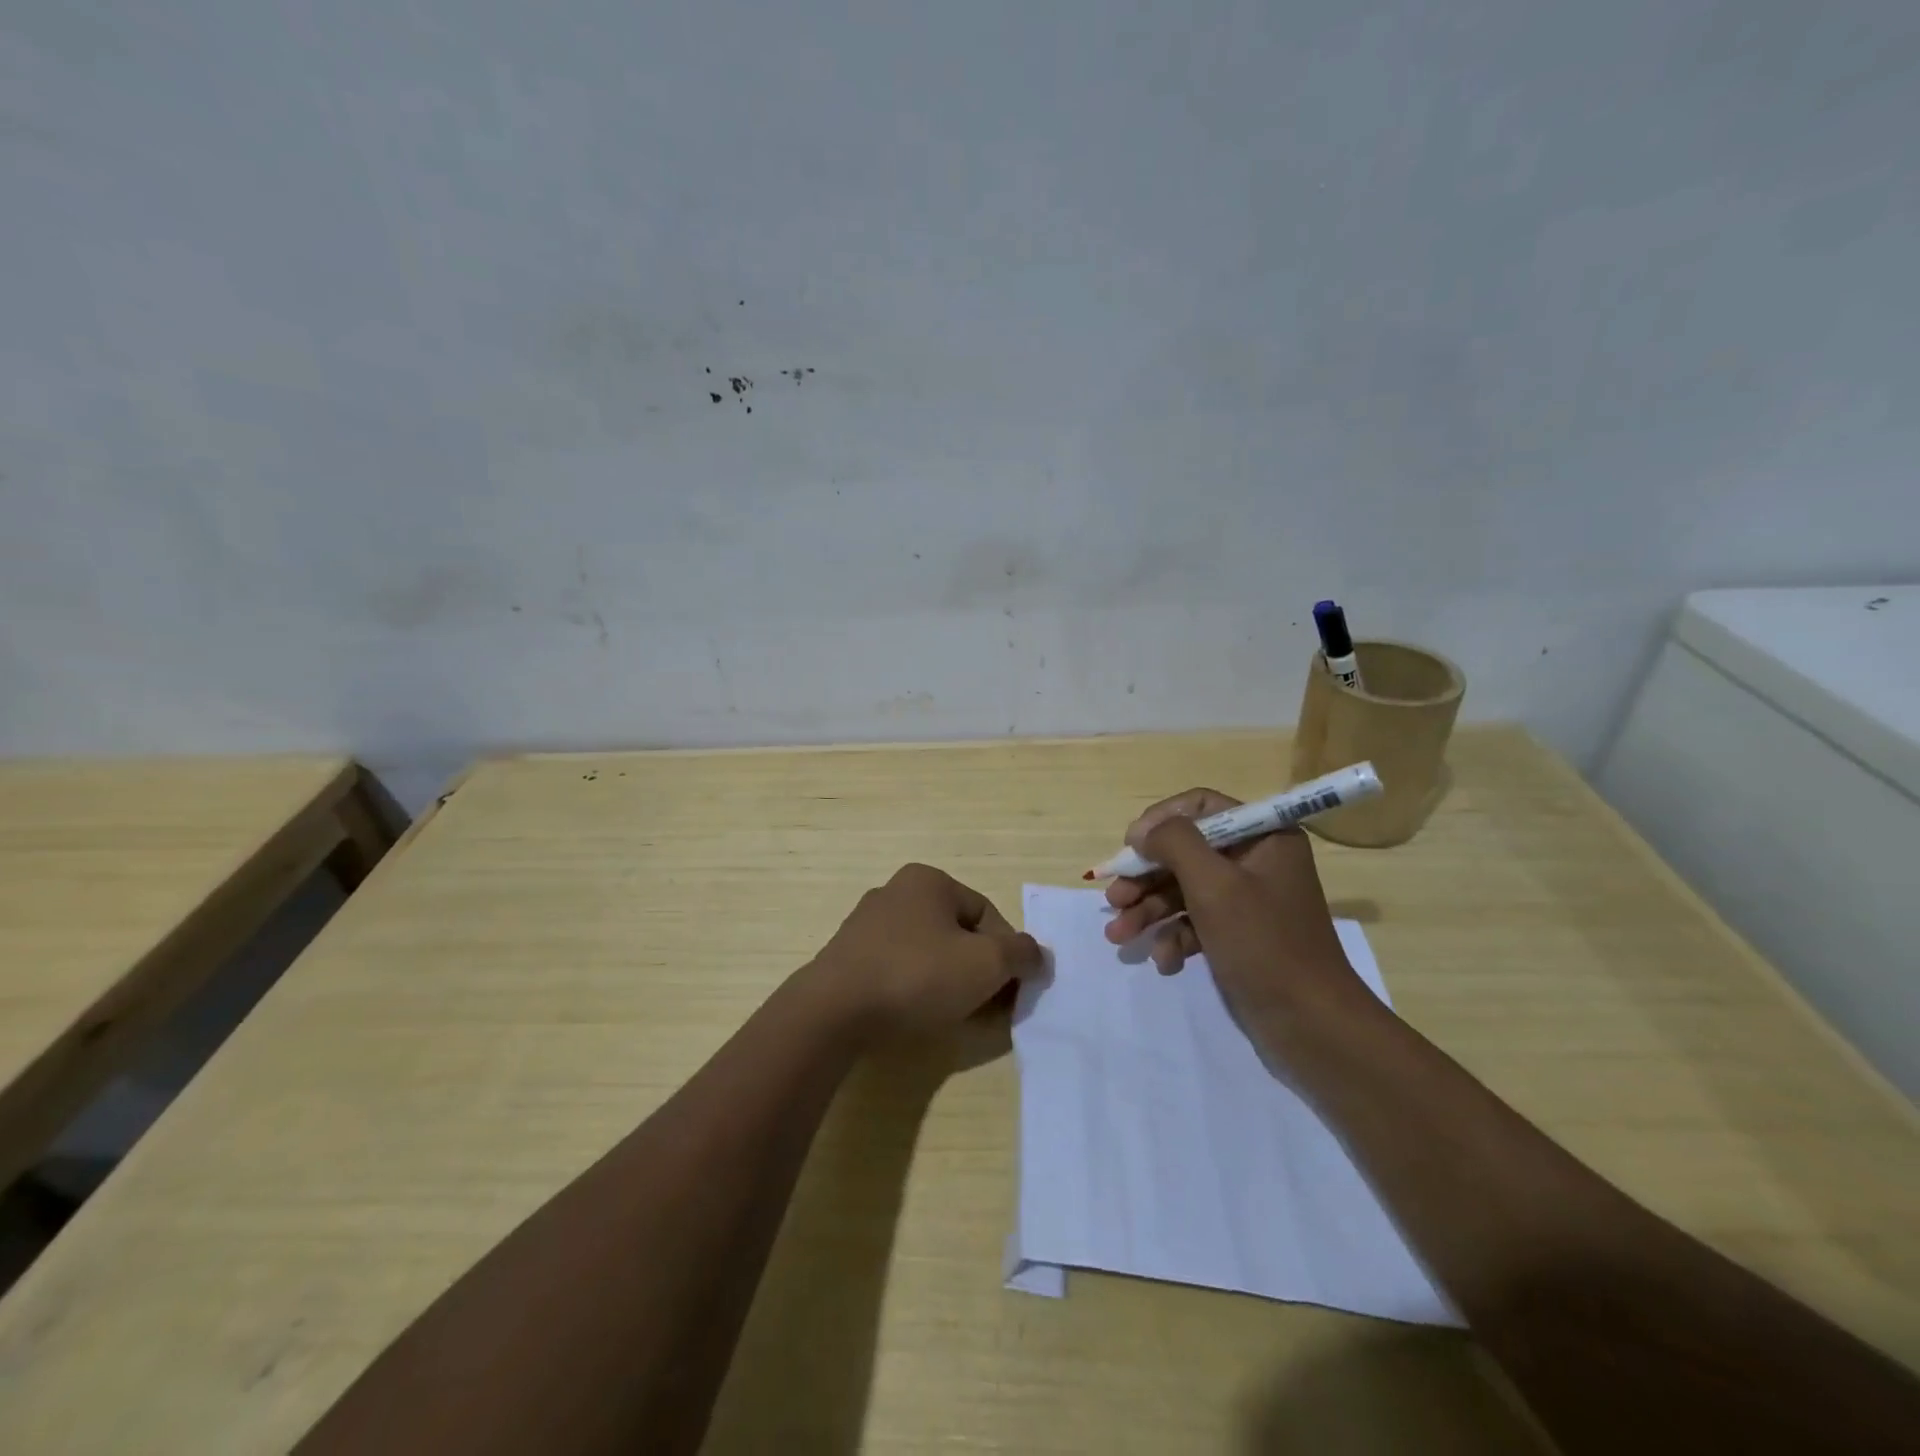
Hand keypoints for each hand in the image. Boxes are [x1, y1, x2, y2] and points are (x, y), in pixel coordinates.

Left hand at [807, 863, 1043, 1036]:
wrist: (834, 1010)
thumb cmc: (916, 975)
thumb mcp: (986, 964)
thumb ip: (1021, 954)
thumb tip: (1037, 955)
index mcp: (928, 880)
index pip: (986, 914)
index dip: (1007, 954)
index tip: (1012, 991)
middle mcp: (896, 891)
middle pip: (957, 933)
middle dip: (978, 969)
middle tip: (988, 1006)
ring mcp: (866, 924)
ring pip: (927, 952)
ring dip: (949, 981)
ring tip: (955, 1015)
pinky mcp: (848, 956)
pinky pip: (897, 968)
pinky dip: (915, 988)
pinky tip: (917, 1014)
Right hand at [1103, 789, 1370, 1029]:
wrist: (1312, 1025)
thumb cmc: (1264, 944)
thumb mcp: (1215, 885)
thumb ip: (1175, 844)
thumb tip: (1143, 830)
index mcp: (1263, 836)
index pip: (1200, 807)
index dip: (1160, 822)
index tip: (1130, 848)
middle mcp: (1255, 860)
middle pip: (1185, 852)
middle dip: (1145, 878)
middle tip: (1113, 900)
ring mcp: (1247, 900)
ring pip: (1183, 890)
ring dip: (1149, 911)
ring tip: (1119, 936)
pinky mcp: (1238, 935)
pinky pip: (1195, 923)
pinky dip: (1175, 938)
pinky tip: (1165, 962)